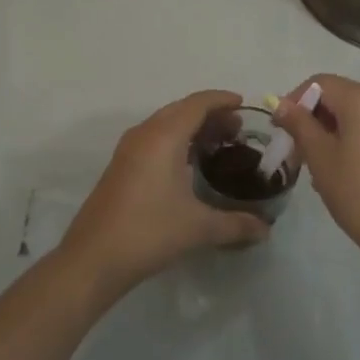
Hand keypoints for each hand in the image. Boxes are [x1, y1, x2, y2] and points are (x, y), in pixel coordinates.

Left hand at [57, 90, 268, 300]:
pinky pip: (153, 139)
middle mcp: (144, 134)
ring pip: (165, 124)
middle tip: (237, 129)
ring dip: (191, 127)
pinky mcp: (120, 166)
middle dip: (210, 114)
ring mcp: (128, 150)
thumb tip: (265, 229)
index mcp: (163, 136)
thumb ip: (236, 224)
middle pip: (181, 110)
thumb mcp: (198, 228)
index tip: (244, 105)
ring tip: (218, 144)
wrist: (93, 258)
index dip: (222, 100)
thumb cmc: (149, 232)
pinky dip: (175, 140)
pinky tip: (189, 165)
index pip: (197, 104)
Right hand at [274, 75, 359, 271]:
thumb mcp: (321, 157)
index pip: (319, 83)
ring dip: (328, 131)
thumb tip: (280, 103)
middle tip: (294, 152)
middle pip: (337, 96)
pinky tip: (338, 170)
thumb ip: (299, 124)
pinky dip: (348, 139)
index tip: (279, 130)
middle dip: (311, 119)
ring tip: (314, 166)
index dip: (294, 101)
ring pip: (352, 114)